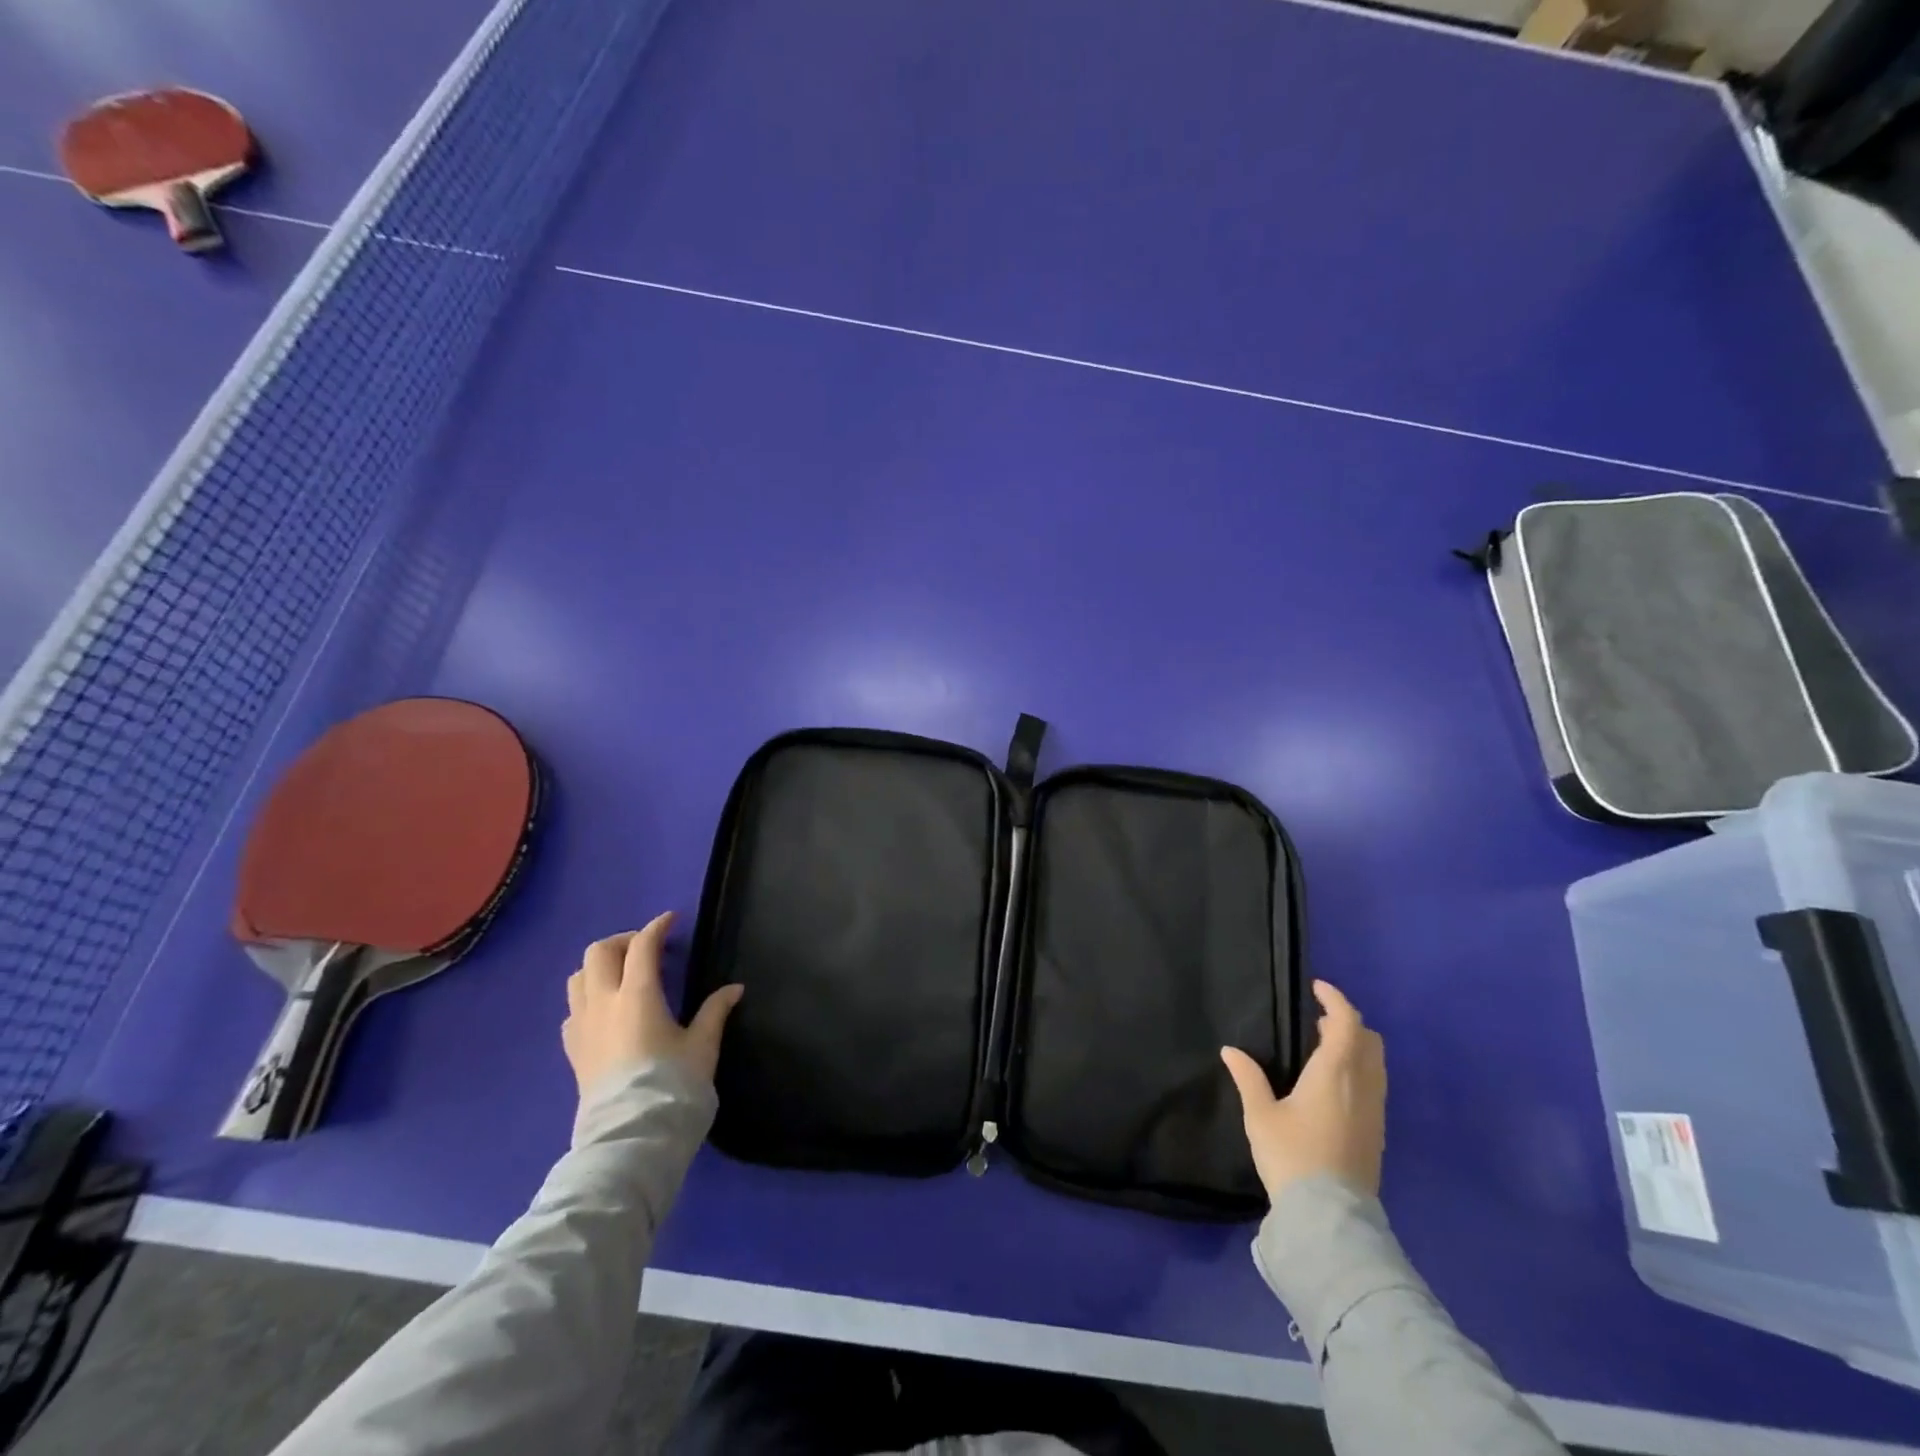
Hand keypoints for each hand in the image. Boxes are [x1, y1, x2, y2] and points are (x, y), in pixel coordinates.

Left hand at [562, 912, 743, 1099]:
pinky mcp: (572, 1051)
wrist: (632, 1137)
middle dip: (623, 941)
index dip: (657, 927)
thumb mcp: (702, 1046)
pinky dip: (588, 998)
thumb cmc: (673, 1085)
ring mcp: (582, 1027)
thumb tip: (734, 989)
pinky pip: (573, 1009)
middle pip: (599, 952)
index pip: (642, 945)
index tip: (672, 920)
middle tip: (646, 949)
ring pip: (578, 978)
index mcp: (638, 995)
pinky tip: (607, 1011)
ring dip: (600, 967)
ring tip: (624, 976)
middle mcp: (603, 1003)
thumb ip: (714, 1012)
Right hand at [1221, 980, 1385, 1202]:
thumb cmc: (1292, 1156)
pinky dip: (1359, 1070)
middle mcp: (1362, 1085)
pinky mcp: (1377, 1132)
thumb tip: (1231, 1051)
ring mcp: (1374, 1110)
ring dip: (1356, 1047)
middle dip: (1347, 1023)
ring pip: (1376, 1063)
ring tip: (1324, 1050)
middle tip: (1318, 1021)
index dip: (1335, 999)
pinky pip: (1375, 1085)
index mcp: (1334, 1072)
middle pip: (1368, 1039)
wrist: (1330, 1218)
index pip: (1346, 1022)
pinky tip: (1334, 1086)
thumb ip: (1248, 1078)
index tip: (1316, 988)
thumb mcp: (1261, 1115)